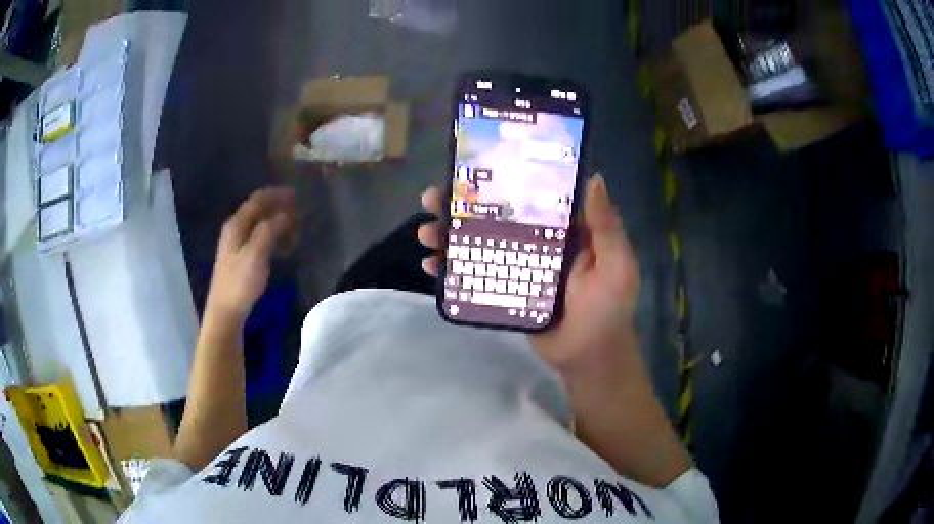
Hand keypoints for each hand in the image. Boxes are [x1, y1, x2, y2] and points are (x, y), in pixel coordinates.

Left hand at [207, 187, 298, 320]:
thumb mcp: (256, 254)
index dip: (277, 194)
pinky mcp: (242, 257)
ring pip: (261, 225)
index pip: (258, 199)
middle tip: (299, 217)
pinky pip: (261, 238)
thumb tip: (284, 214)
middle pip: (259, 210)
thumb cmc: (240, 282)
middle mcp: (236, 229)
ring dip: (279, 225)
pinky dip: (274, 238)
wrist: (226, 311)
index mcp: (237, 224)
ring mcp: (237, 243)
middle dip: (280, 209)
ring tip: (295, 233)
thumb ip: (269, 230)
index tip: (297, 195)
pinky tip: (284, 248)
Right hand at [417, 175, 639, 374]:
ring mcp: (516, 266)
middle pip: (493, 216)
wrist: (589, 358)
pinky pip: (473, 274)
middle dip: (459, 205)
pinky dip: (450, 269)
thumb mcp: (616, 266)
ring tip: (425, 234)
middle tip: (431, 199)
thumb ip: (606, 227)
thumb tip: (594, 178)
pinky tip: (430, 266)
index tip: (469, 167)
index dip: (499, 178)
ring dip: (447, 235)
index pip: (527, 194)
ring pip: (477, 243)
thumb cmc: (608, 310)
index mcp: (562, 229)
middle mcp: (536, 241)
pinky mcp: (503, 291)